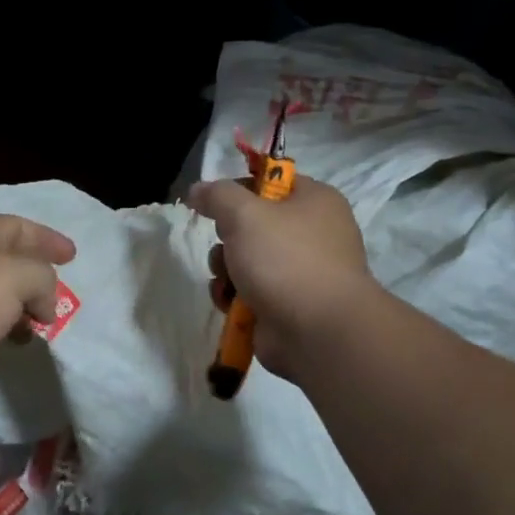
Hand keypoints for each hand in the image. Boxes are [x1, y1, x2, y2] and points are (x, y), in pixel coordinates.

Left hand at [0, 214, 75, 416]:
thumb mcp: (17, 276)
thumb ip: (42, 279)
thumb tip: (43, 304)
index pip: (18, 226)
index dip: (46, 237)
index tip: (72, 256)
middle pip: (9, 259)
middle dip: (37, 273)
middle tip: (59, 293)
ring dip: (24, 304)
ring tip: (42, 323)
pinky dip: (7, 327)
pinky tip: (15, 343)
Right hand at [187, 175, 375, 382]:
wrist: (318, 332)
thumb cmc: (286, 259)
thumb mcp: (244, 214)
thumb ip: (217, 195)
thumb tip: (197, 190)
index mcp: (315, 201)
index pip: (270, 181)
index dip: (239, 188)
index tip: (214, 202)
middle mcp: (313, 233)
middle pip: (253, 223)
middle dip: (227, 237)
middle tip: (227, 245)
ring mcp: (301, 272)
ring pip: (245, 259)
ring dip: (225, 269)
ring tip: (227, 280)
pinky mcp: (287, 304)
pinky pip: (249, 290)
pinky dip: (234, 296)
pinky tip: (230, 303)